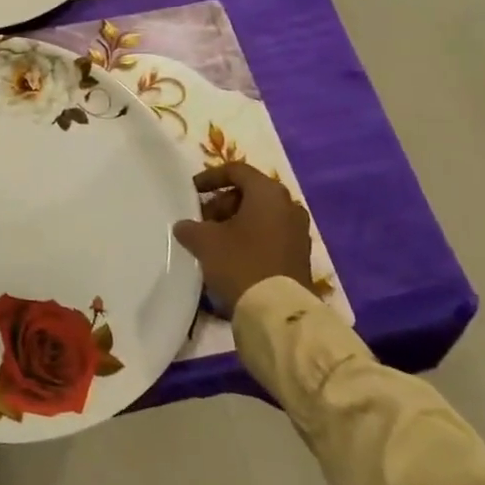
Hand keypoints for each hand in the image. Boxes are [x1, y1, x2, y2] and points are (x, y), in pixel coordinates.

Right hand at [172, 163, 312, 315]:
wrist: (278, 313)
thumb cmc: (240, 263)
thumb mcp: (204, 241)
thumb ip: (190, 227)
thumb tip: (185, 227)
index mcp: (268, 193)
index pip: (236, 171)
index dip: (210, 178)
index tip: (192, 192)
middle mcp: (288, 207)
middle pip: (249, 194)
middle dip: (221, 204)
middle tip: (201, 221)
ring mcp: (298, 232)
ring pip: (260, 216)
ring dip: (234, 223)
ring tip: (212, 241)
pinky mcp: (299, 256)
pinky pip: (269, 236)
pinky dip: (249, 239)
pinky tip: (230, 257)